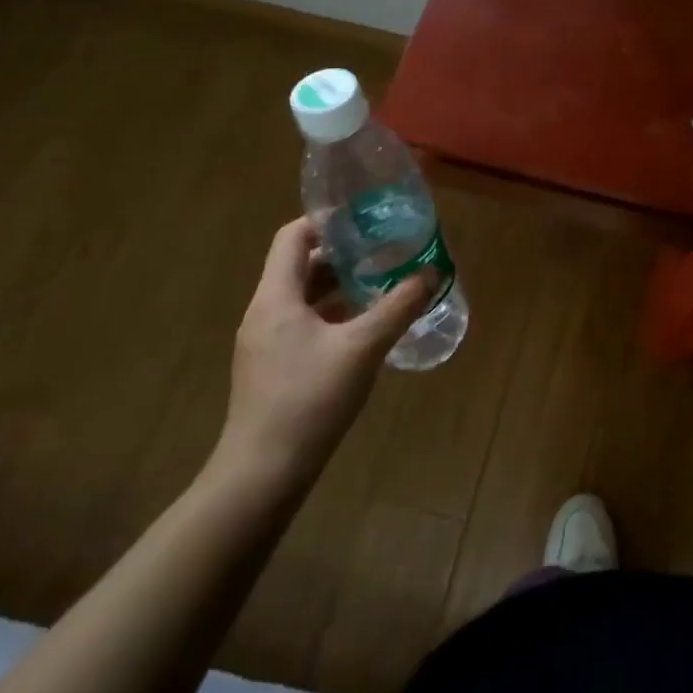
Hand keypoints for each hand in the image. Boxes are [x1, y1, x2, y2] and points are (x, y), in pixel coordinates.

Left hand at [213, 217, 433, 490]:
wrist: (262, 474)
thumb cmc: (309, 399)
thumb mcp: (363, 347)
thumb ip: (399, 306)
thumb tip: (431, 272)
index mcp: (276, 297)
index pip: (292, 237)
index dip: (326, 221)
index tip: (365, 218)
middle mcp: (264, 313)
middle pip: (299, 265)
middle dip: (342, 253)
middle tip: (384, 247)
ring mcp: (265, 343)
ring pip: (303, 297)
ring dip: (340, 285)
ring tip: (381, 281)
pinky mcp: (272, 368)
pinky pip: (303, 324)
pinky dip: (333, 314)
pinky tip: (365, 326)